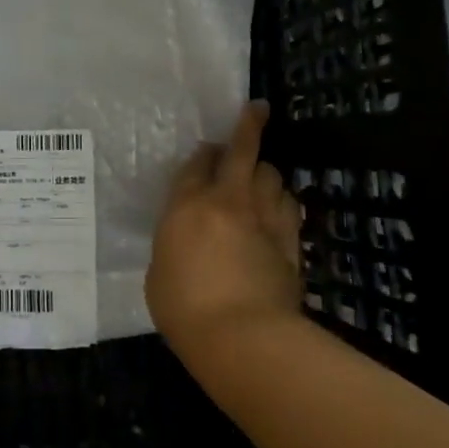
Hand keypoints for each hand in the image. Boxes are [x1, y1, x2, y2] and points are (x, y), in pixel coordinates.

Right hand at [146, 101, 303, 357]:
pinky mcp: (290, 239)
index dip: (203, 154)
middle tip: (256, 111)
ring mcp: (263, 217)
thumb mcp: (159, 272)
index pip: (196, 164)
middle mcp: (227, 200)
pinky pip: (289, 205)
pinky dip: (282, 199)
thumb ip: (174, 242)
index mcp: (187, 205)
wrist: (243, 337)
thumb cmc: (184, 309)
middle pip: (242, 151)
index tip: (207, 151)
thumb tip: (188, 237)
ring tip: (261, 177)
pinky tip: (279, 205)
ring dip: (265, 171)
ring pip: (272, 174)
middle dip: (249, 125)